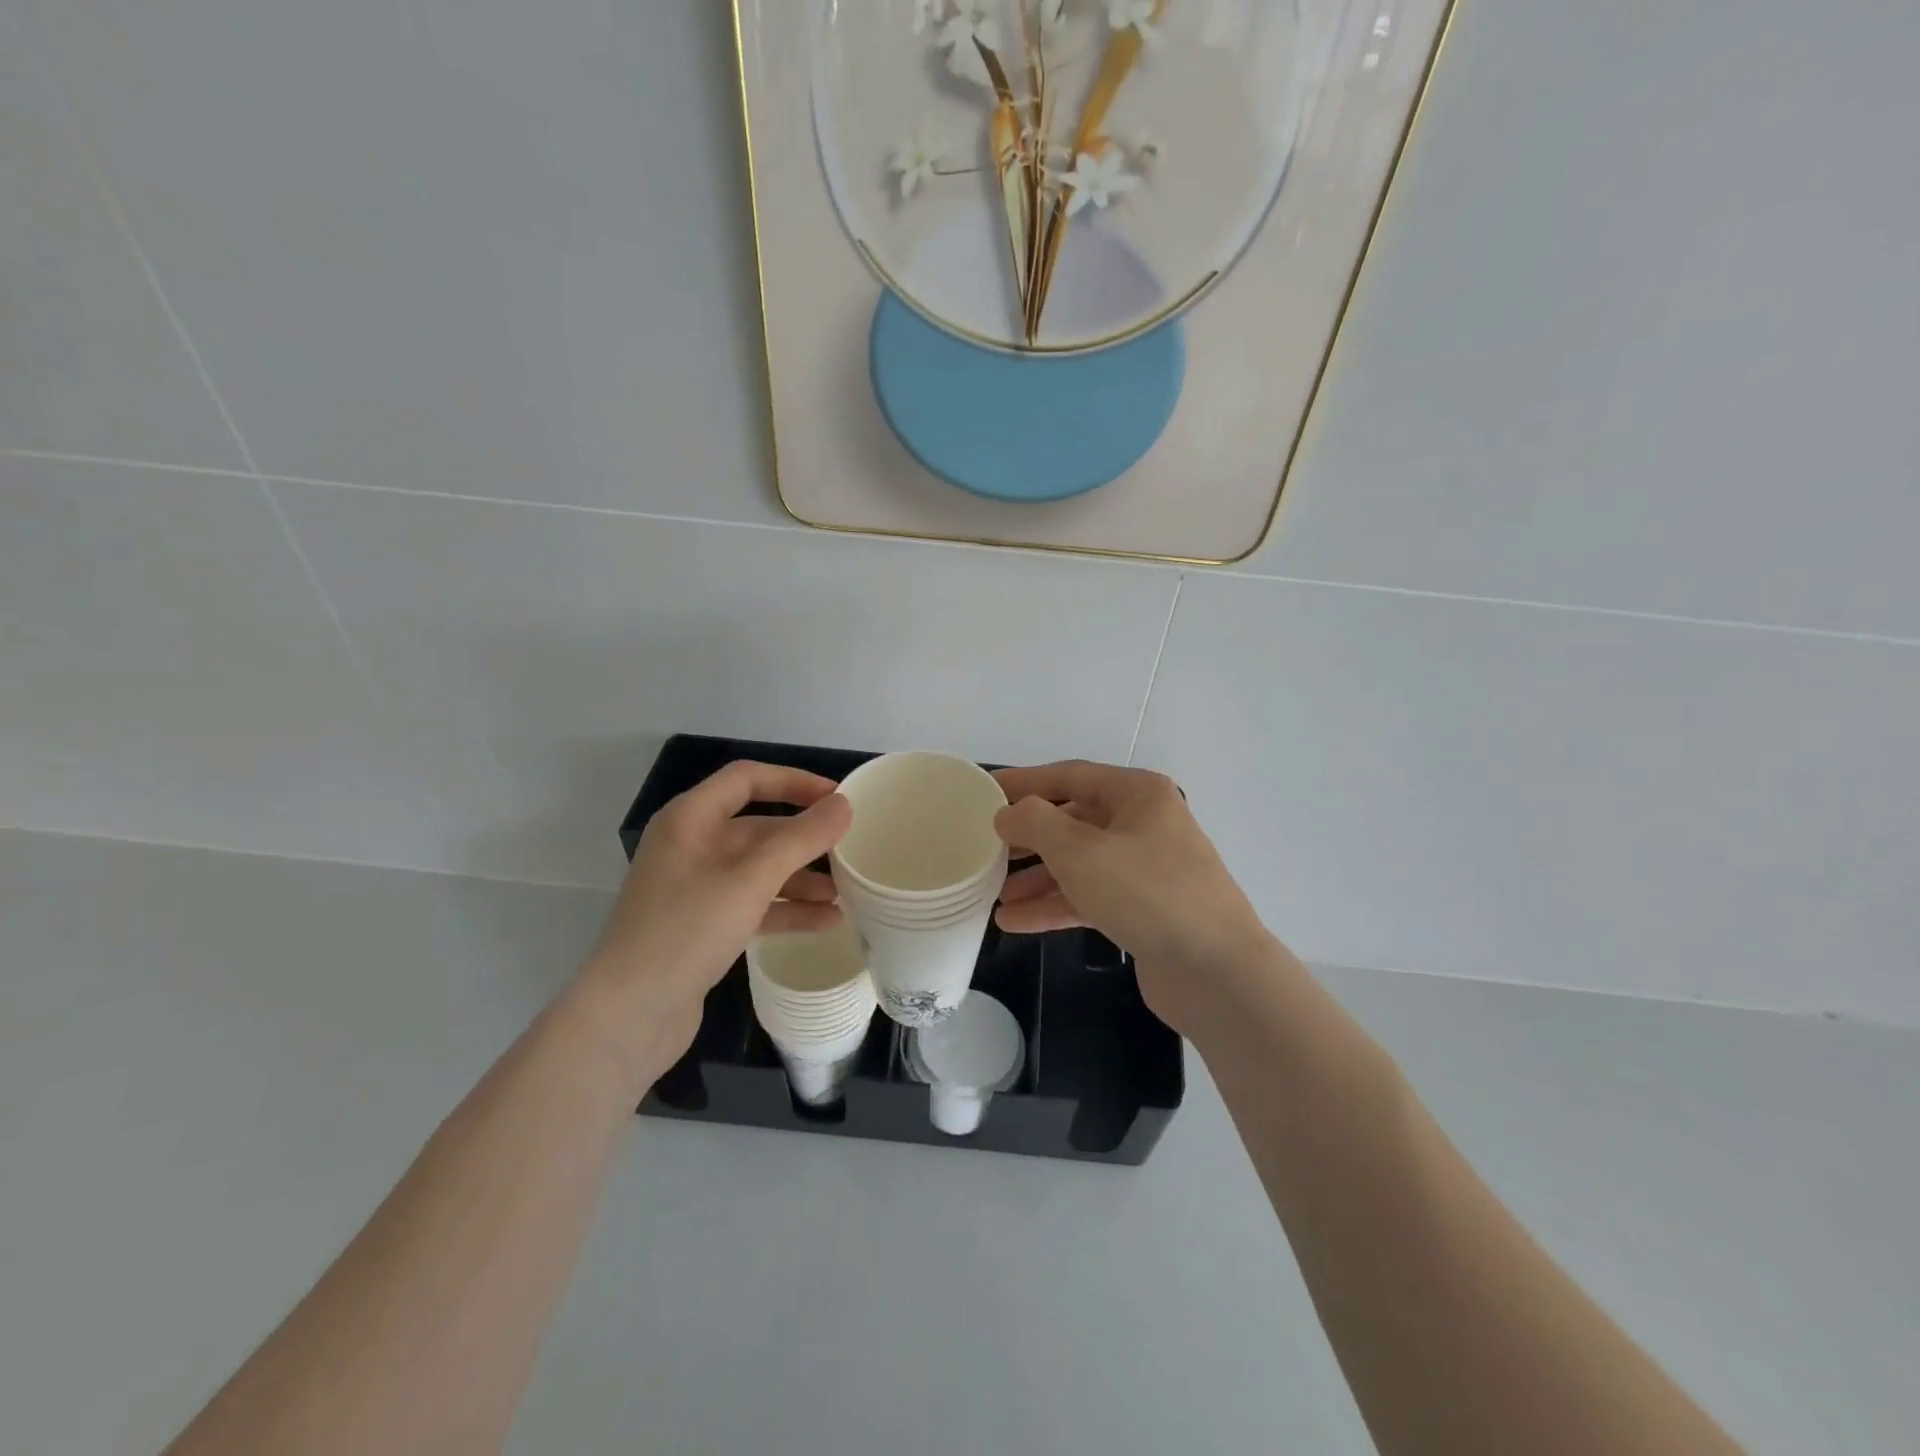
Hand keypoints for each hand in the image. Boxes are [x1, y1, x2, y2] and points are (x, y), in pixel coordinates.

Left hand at [576, 762, 851, 1078]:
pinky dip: (787, 909)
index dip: (794, 782)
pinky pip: (754, 904)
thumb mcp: (751, 878)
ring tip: (847, 892)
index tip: (838, 798)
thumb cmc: (688, 929)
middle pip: (759, 828)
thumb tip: (844, 805)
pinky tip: (826, 921)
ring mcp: (696, 888)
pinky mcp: (703, 926)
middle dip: (805, 840)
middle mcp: (691, 845)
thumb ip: (801, 838)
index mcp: (691, 819)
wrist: (629, 1015)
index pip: (747, 779)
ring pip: (759, 870)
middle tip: (852, 850)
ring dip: (802, 879)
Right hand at [993, 761, 1275, 1038]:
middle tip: (986, 848)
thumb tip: (1008, 814)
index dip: (1024, 781)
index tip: (985, 790)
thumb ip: (1035, 824)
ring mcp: (1146, 870)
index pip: (1069, 776)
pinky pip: (1090, 898)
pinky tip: (1015, 922)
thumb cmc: (1146, 892)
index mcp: (1137, 794)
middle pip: (1073, 822)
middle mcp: (1144, 824)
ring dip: (1037, 879)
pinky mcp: (1143, 911)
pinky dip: (1055, 906)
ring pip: (1079, 864)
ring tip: (994, 895)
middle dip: (1029, 838)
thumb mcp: (1080, 850)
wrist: (1216, 971)